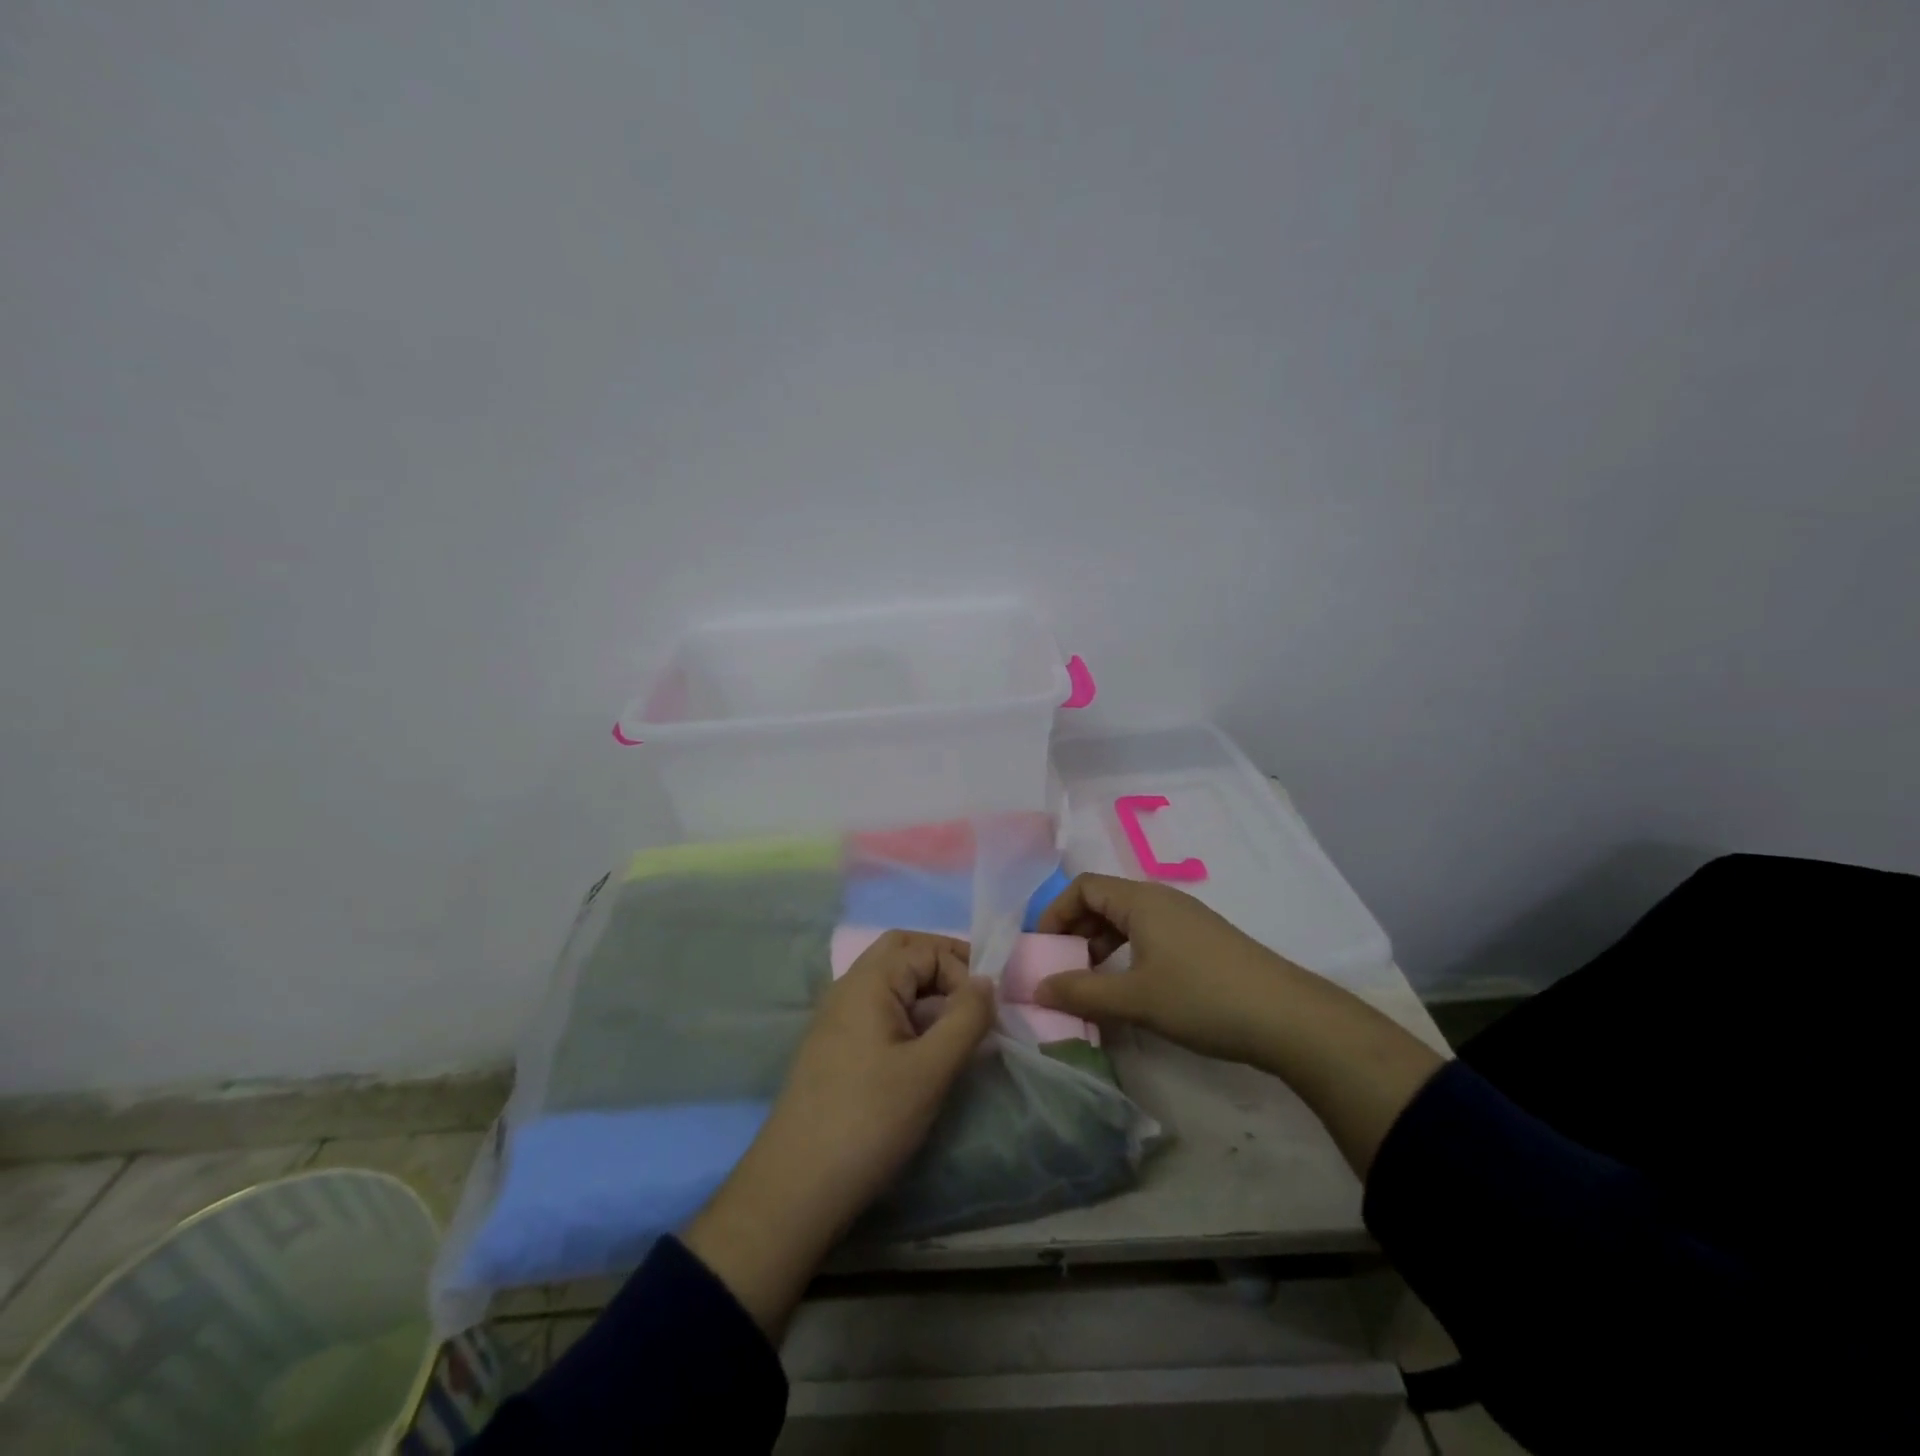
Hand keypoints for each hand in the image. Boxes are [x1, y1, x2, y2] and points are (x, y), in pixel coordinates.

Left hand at [684, 931, 994, 1336]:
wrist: (796, 1186)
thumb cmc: (869, 1120)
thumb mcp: (931, 1069)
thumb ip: (966, 1018)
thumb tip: (986, 981)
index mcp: (868, 981)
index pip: (926, 948)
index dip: (962, 970)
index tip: (987, 1010)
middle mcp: (848, 987)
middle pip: (902, 951)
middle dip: (943, 964)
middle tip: (975, 995)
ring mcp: (837, 1016)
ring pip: (889, 980)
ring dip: (926, 988)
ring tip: (958, 1022)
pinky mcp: (835, 1046)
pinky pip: (878, 1008)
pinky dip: (908, 1011)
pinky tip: (925, 1047)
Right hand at [1034, 873, 1298, 1064]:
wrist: (1287, 1018)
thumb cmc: (1202, 998)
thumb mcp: (1135, 999)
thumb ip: (1081, 992)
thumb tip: (1036, 989)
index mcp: (1141, 900)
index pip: (1083, 887)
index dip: (1055, 913)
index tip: (1041, 950)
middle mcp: (1161, 900)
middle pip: (1103, 901)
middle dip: (1075, 932)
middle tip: (1061, 970)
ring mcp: (1185, 920)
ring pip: (1127, 921)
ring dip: (1101, 947)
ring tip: (1091, 984)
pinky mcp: (1202, 942)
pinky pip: (1150, 937)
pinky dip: (1127, 955)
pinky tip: (1130, 990)